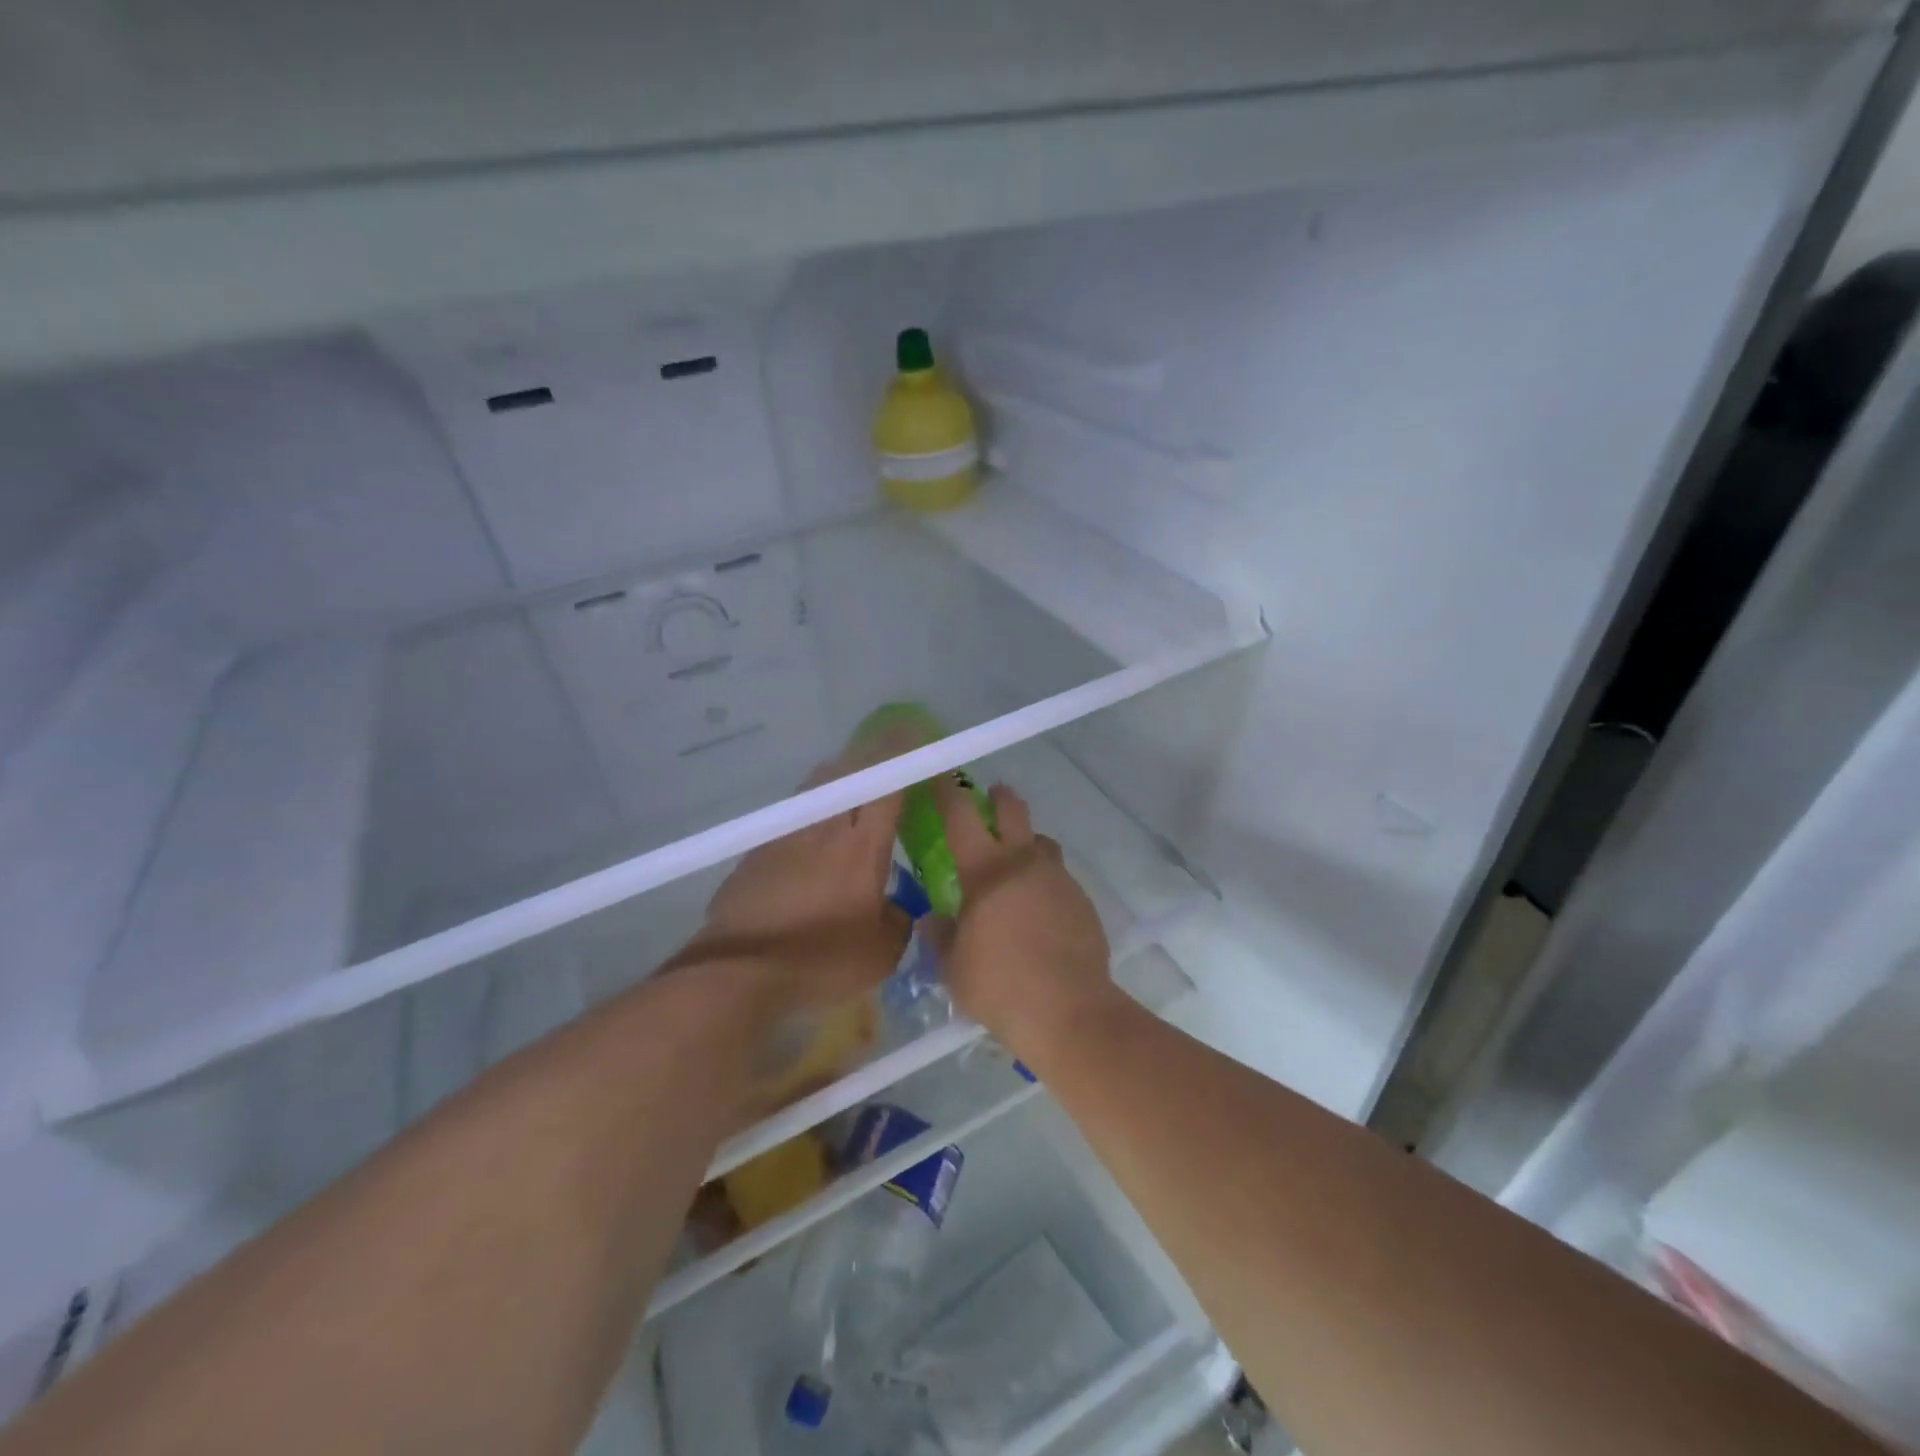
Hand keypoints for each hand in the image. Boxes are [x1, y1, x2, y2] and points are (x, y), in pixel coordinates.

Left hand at [691, 755, 908, 1013]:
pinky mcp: (757, 850)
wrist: (739, 971)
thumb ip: (898, 920)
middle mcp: (824, 828)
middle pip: (847, 772)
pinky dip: (811, 809)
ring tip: (849, 786)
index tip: (913, 735)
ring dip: (837, 777)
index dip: (902, 756)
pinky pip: (793, 813)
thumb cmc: (820, 960)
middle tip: (884, 757)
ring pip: (816, 788)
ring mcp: (786, 835)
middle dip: (869, 755)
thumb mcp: (880, 953)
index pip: (886, 785)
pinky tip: (812, 831)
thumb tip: (897, 907)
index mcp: (862, 847)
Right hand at [931, 777, 1112, 1051]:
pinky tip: (1039, 913)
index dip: (949, 793)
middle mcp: (1025, 864)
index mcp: (986, 872)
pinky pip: (1059, 880)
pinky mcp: (1083, 902)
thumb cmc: (999, 986)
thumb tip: (934, 920)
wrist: (1069, 1011)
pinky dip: (1045, 883)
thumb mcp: (954, 967)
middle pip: (1014, 812)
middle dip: (1000, 798)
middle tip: (992, 795)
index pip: (962, 817)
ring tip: (1017, 866)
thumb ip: (942, 937)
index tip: (942, 779)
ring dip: (1027, 844)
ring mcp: (1059, 881)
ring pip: (1042, 845)